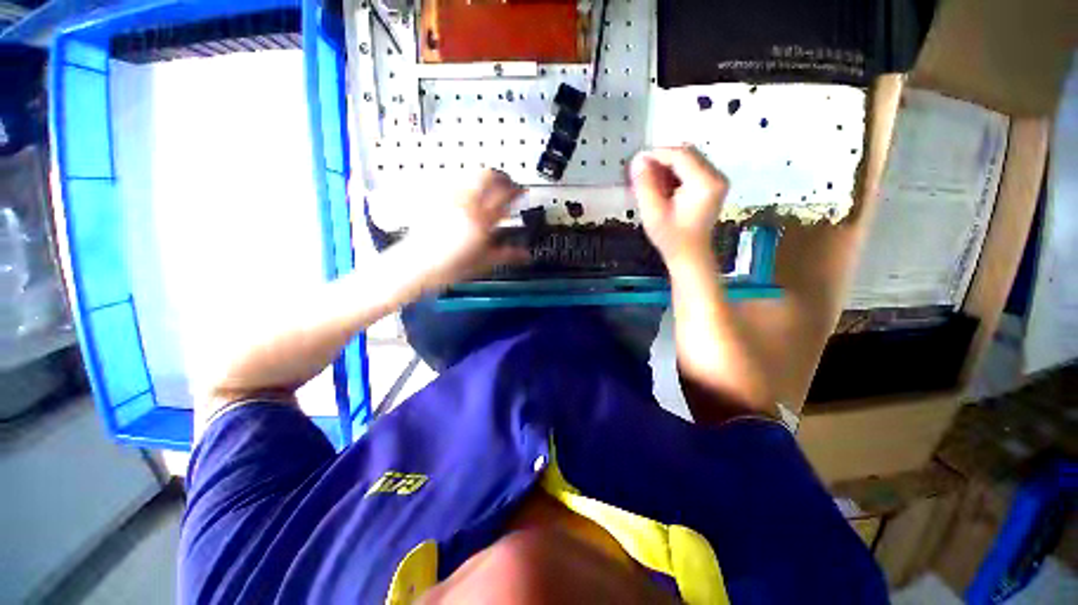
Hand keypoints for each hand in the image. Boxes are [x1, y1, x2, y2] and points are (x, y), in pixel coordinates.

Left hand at [405, 169, 528, 289]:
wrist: (418, 264)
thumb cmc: (450, 266)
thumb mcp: (485, 262)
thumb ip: (508, 254)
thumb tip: (526, 256)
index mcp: (482, 220)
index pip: (505, 196)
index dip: (517, 190)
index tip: (520, 191)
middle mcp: (466, 204)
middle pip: (488, 175)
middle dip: (501, 176)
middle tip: (506, 183)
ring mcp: (449, 198)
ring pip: (470, 173)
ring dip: (483, 176)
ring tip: (488, 184)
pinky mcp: (435, 197)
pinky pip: (454, 179)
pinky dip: (466, 181)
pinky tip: (467, 191)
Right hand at [629, 146, 728, 268]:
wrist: (690, 255)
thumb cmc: (671, 238)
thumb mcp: (653, 212)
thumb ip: (645, 184)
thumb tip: (638, 159)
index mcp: (705, 182)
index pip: (680, 155)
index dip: (657, 154)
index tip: (636, 162)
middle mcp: (716, 176)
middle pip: (687, 154)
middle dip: (662, 160)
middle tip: (641, 173)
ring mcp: (716, 180)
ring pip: (688, 160)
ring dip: (667, 167)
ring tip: (649, 182)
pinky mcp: (712, 185)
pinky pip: (691, 169)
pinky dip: (674, 174)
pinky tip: (661, 187)